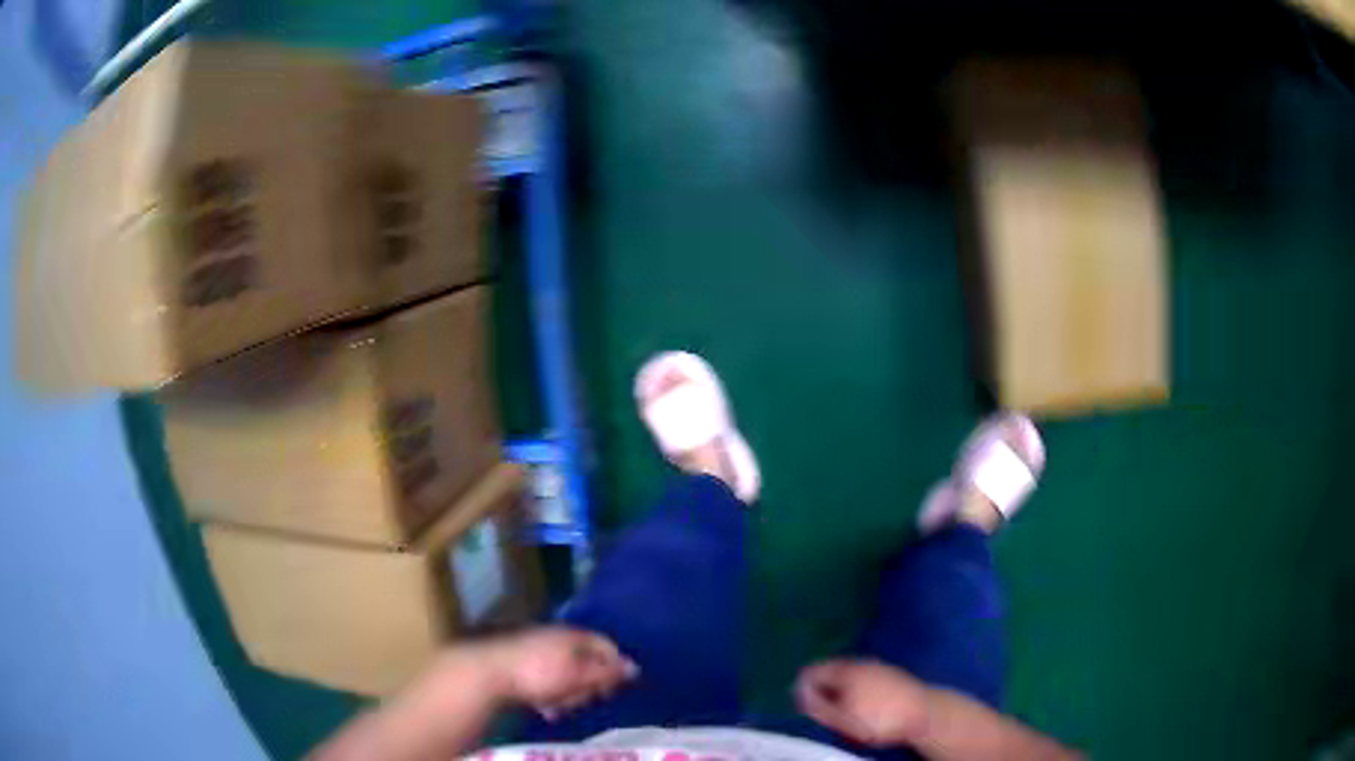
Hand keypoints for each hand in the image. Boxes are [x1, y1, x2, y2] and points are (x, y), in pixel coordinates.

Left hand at [479, 626, 638, 719]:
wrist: (487, 673)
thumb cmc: (539, 674)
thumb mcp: (578, 676)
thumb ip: (606, 672)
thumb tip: (634, 667)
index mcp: (573, 635)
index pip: (605, 645)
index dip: (615, 666)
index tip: (614, 689)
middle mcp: (555, 637)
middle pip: (585, 661)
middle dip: (587, 685)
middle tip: (582, 701)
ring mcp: (535, 648)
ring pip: (564, 673)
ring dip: (566, 694)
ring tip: (558, 709)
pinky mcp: (519, 662)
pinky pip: (544, 678)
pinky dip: (548, 693)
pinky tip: (543, 708)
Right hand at [795, 659, 930, 747]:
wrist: (925, 713)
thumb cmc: (880, 718)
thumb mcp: (843, 718)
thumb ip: (818, 705)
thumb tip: (798, 692)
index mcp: (845, 669)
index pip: (811, 671)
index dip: (802, 689)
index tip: (805, 709)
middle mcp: (860, 662)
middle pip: (829, 671)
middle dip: (822, 690)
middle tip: (823, 712)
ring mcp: (878, 666)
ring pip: (847, 675)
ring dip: (839, 691)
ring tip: (842, 712)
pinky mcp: (890, 674)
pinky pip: (863, 678)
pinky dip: (856, 690)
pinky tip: (863, 706)